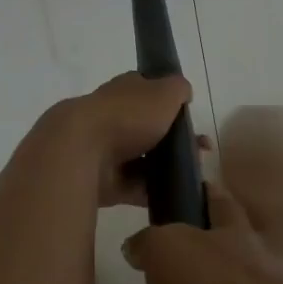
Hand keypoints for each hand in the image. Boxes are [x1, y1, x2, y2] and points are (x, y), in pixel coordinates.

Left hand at [40, 71, 192, 207]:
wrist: (82, 151)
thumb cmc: (127, 116)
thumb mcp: (163, 93)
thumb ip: (178, 89)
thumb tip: (184, 92)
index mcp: (125, 91)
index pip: (149, 91)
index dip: (170, 102)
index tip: (191, 118)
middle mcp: (114, 117)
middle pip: (149, 128)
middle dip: (175, 140)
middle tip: (200, 151)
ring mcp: (107, 150)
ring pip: (144, 159)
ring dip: (167, 167)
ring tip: (193, 175)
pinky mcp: (105, 181)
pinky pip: (135, 187)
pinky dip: (153, 192)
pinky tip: (176, 194)